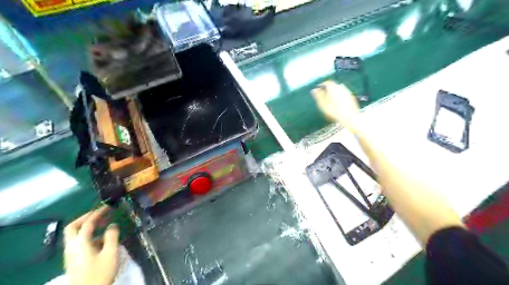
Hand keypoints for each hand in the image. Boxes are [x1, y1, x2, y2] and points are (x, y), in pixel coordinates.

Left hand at [63, 206, 117, 284]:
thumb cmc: (100, 273)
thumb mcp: (110, 253)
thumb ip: (111, 236)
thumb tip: (112, 225)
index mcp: (80, 243)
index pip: (87, 223)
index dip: (98, 213)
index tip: (108, 206)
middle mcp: (72, 247)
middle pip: (73, 227)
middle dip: (86, 217)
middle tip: (100, 213)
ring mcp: (71, 254)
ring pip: (75, 235)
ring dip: (88, 227)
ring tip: (104, 224)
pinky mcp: (74, 260)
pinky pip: (79, 242)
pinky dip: (89, 236)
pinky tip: (102, 239)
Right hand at [310, 80, 361, 132]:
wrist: (349, 116)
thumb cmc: (333, 110)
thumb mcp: (322, 103)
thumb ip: (318, 95)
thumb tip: (314, 90)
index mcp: (332, 87)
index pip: (326, 82)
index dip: (321, 84)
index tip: (318, 88)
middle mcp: (340, 87)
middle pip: (333, 85)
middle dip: (328, 89)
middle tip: (324, 94)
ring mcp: (347, 92)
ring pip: (339, 90)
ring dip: (334, 93)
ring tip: (330, 100)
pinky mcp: (351, 97)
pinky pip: (343, 95)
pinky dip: (339, 97)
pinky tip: (338, 103)